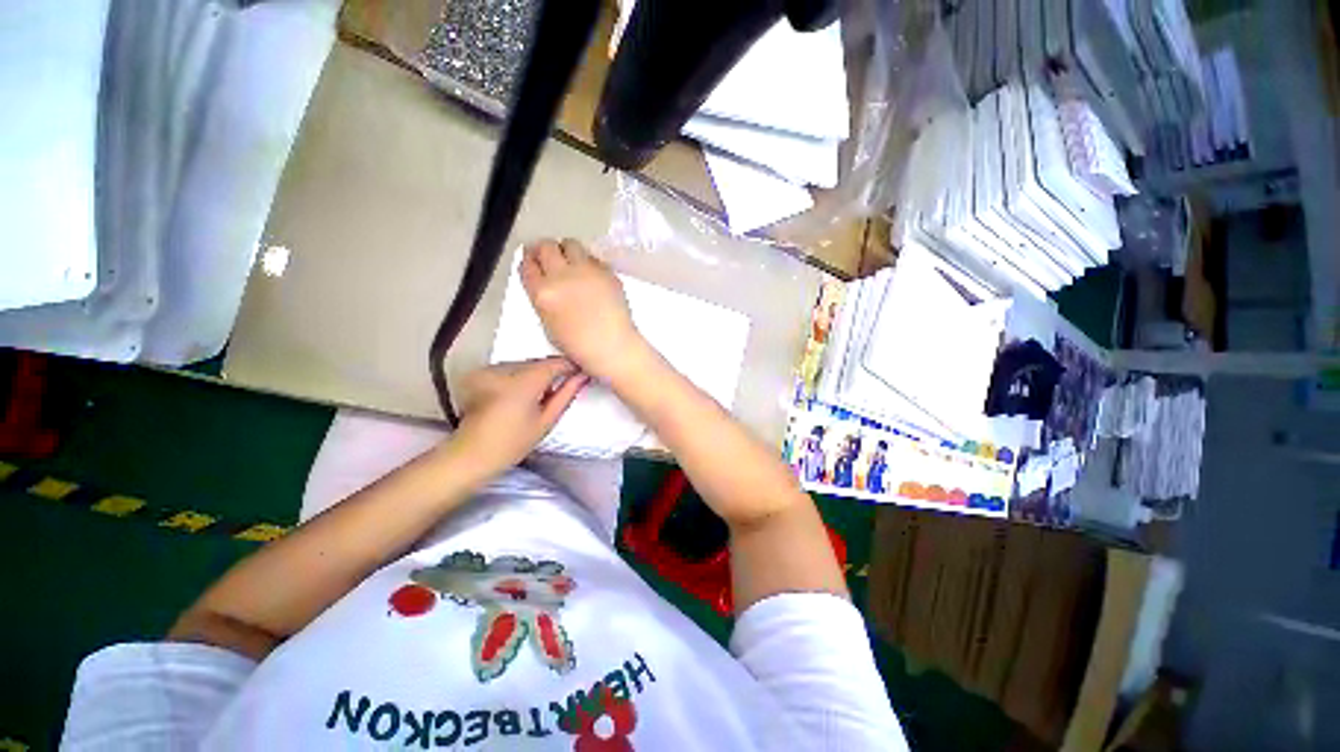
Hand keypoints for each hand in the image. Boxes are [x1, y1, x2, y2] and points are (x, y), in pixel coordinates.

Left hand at [452, 357, 589, 473]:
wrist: (471, 454)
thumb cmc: (513, 443)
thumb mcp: (546, 421)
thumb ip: (566, 394)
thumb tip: (583, 376)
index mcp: (523, 383)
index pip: (555, 363)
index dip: (571, 366)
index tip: (580, 373)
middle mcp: (504, 370)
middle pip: (538, 362)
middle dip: (552, 371)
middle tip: (563, 385)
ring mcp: (489, 369)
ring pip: (524, 364)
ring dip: (536, 373)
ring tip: (540, 393)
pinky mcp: (480, 373)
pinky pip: (509, 368)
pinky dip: (519, 376)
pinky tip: (520, 394)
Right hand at [521, 239, 645, 380]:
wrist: (612, 347)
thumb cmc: (579, 345)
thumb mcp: (548, 323)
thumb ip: (543, 298)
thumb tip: (546, 282)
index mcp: (543, 293)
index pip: (527, 264)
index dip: (530, 260)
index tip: (533, 259)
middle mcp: (562, 276)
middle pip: (547, 246)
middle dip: (546, 250)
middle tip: (550, 256)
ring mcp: (586, 271)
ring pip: (571, 244)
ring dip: (568, 251)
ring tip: (572, 262)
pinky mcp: (606, 271)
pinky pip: (593, 258)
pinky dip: (589, 262)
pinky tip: (591, 276)